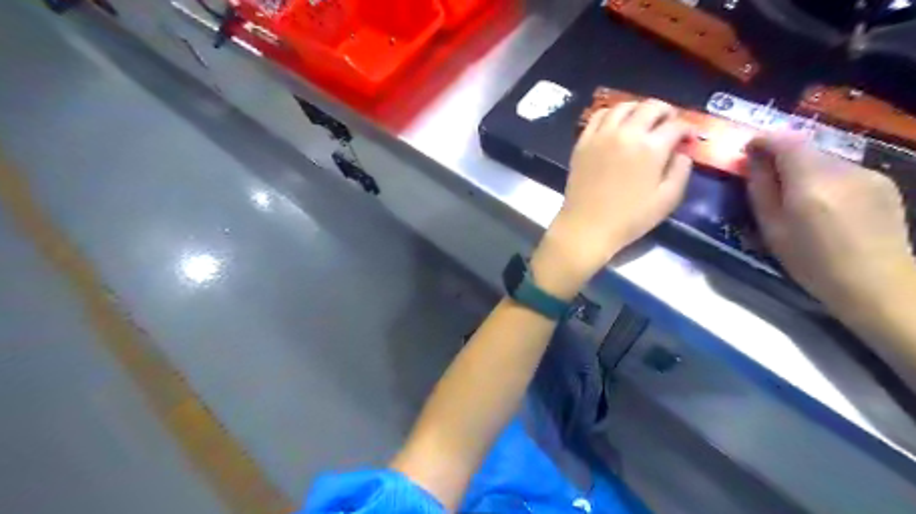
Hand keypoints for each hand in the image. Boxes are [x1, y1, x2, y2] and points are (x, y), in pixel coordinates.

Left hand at [531, 99, 693, 299]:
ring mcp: (602, 135)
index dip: (687, 129)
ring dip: (638, 108)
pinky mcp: (583, 142)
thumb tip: (683, 152)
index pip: (676, 125)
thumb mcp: (667, 199)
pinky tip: (616, 123)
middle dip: (666, 111)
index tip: (688, 139)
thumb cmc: (630, 218)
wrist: (587, 226)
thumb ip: (681, 171)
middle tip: (669, 123)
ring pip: (623, 106)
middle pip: (651, 107)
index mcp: (651, 148)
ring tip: (643, 120)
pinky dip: (611, 113)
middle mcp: (627, 133)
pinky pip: (598, 116)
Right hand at [747, 134, 912, 321]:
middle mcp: (843, 170)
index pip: (786, 142)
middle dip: (781, 158)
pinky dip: (826, 180)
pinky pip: (844, 172)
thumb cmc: (812, 263)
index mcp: (811, 183)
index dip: (763, 140)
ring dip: (804, 171)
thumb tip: (752, 160)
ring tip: (795, 198)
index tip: (748, 149)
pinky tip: (825, 206)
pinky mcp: (884, 183)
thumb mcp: (772, 229)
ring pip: (824, 161)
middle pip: (805, 150)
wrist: (877, 284)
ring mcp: (868, 174)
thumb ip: (761, 189)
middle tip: (765, 178)